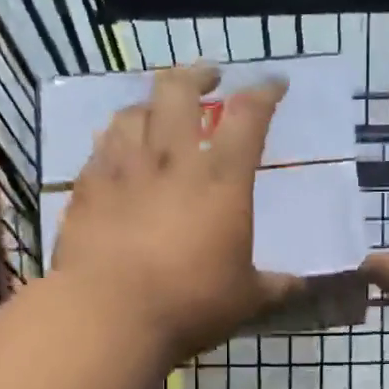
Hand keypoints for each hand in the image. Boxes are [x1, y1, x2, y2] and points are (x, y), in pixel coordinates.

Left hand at [49, 63, 299, 362]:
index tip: (275, 84)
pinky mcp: (88, 186)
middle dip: (197, 75)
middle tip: (208, 78)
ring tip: (158, 112)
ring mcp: (124, 168)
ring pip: (134, 111)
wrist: (110, 313)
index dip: (265, 93)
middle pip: (179, 91)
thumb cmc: (191, 303)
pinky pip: (101, 146)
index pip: (249, 117)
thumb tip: (300, 285)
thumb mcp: (245, 299)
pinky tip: (117, 150)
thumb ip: (274, 286)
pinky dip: (115, 139)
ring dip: (151, 104)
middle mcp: (173, 159)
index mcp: (222, 180)